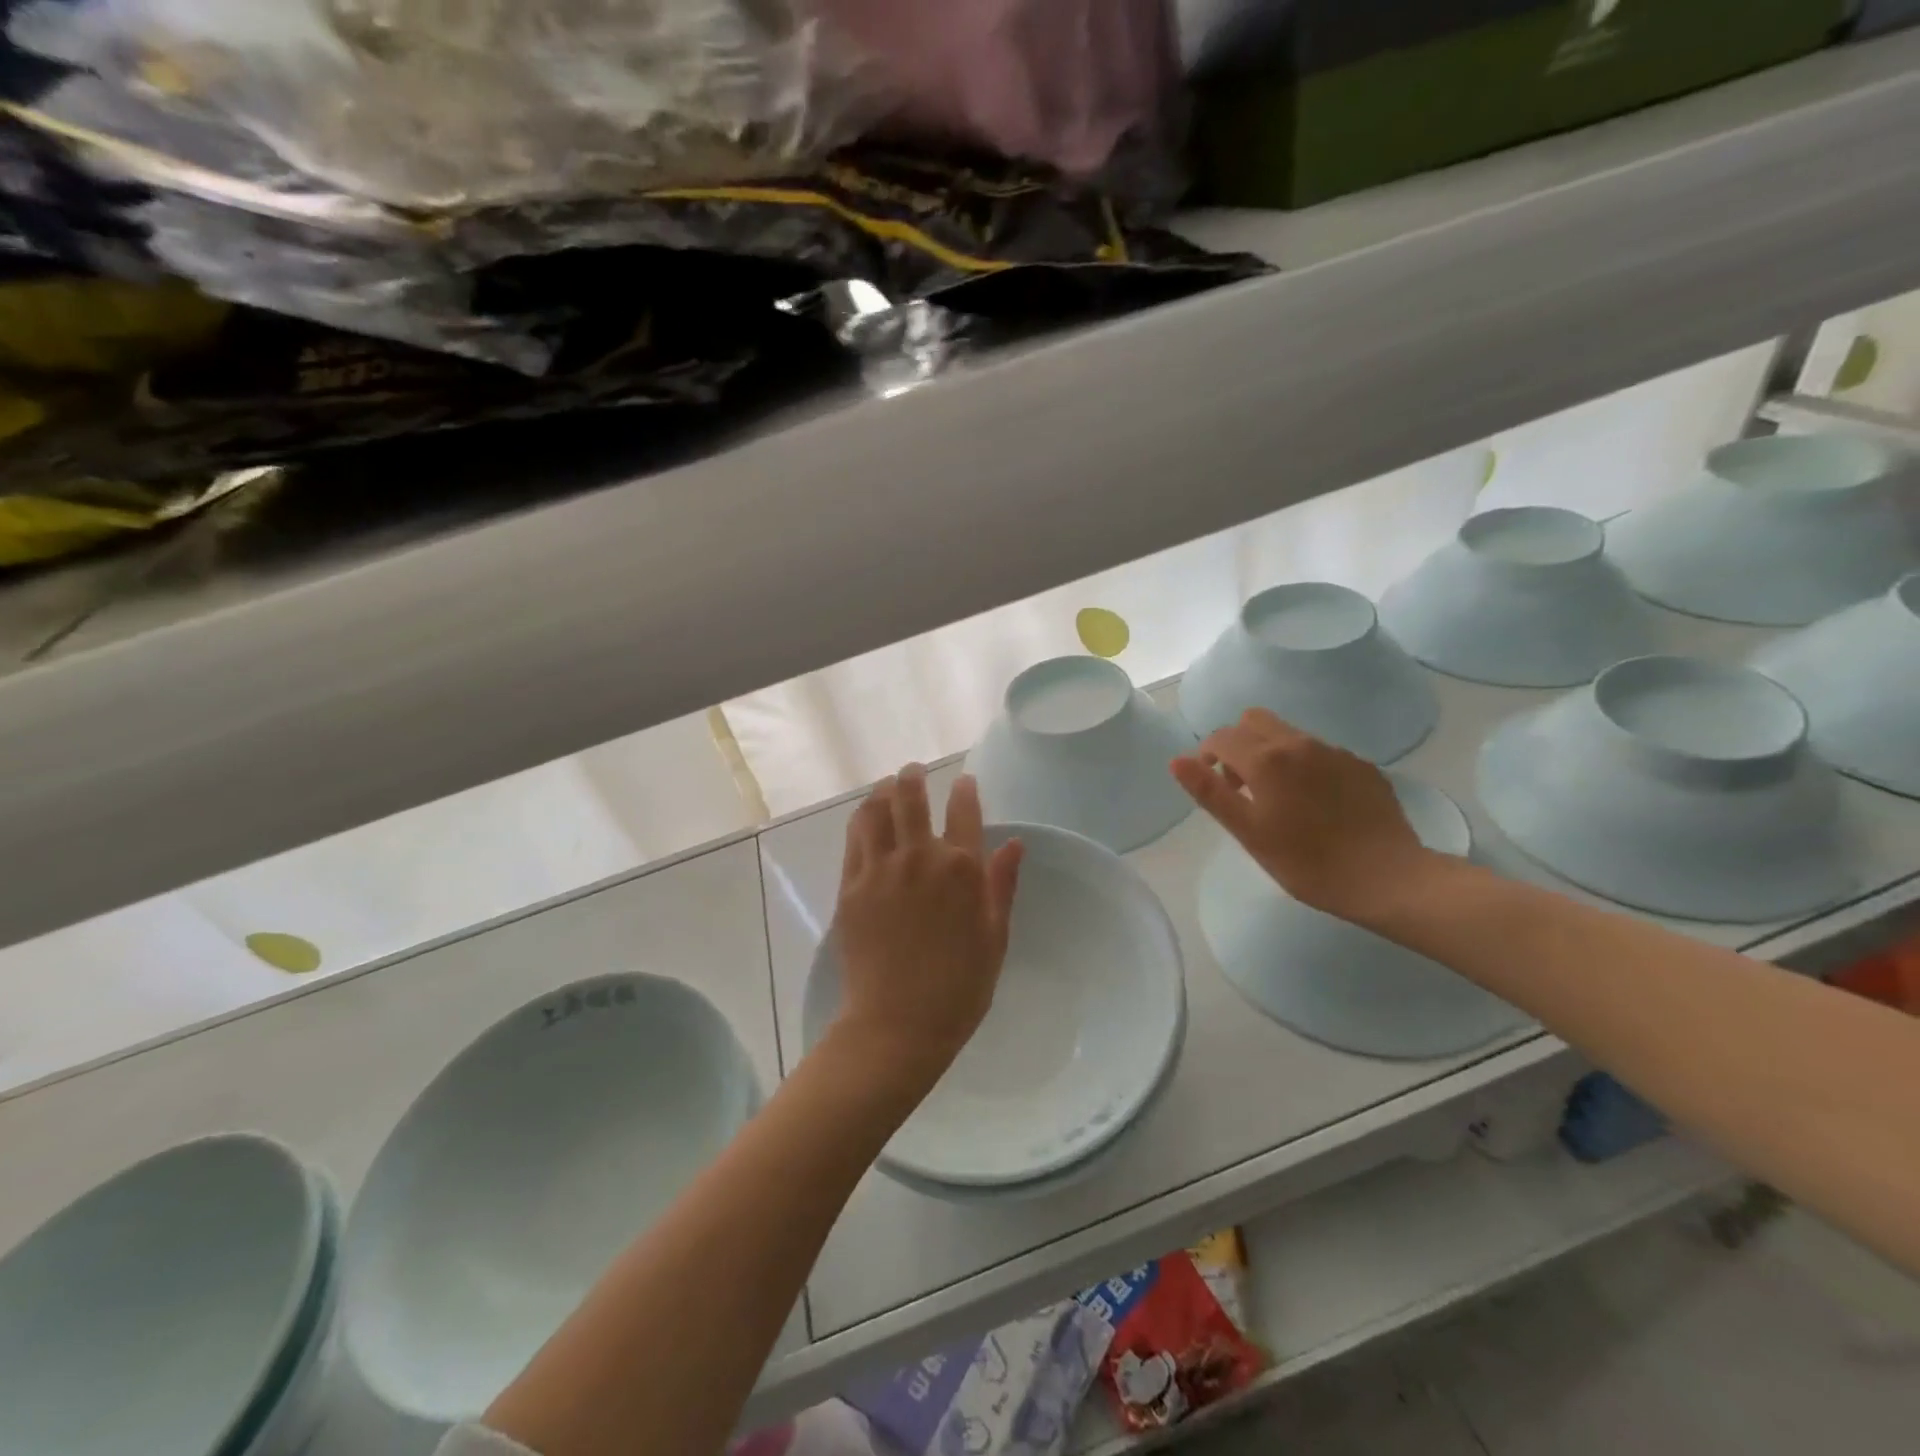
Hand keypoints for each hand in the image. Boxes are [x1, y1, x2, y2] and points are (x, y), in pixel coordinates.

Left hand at [832, 765, 1024, 1090]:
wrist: (896, 1025)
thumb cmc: (958, 989)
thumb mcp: (995, 938)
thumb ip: (1002, 885)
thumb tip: (1014, 843)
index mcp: (961, 869)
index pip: (963, 810)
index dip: (965, 790)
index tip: (964, 783)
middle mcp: (919, 858)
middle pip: (911, 797)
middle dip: (914, 777)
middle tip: (914, 771)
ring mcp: (880, 869)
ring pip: (876, 810)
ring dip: (883, 791)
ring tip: (887, 786)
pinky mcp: (850, 886)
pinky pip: (854, 838)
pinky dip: (861, 819)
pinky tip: (865, 817)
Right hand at [1169, 710, 1431, 924]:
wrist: (1389, 879)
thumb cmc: (1308, 862)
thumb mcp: (1249, 832)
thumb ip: (1210, 792)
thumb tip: (1177, 760)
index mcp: (1266, 759)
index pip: (1221, 737)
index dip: (1207, 756)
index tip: (1214, 786)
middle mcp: (1299, 744)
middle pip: (1254, 720)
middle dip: (1238, 744)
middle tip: (1242, 786)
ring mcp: (1335, 752)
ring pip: (1289, 734)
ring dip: (1272, 753)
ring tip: (1281, 798)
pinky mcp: (1362, 766)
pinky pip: (1321, 752)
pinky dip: (1306, 766)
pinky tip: (1318, 805)